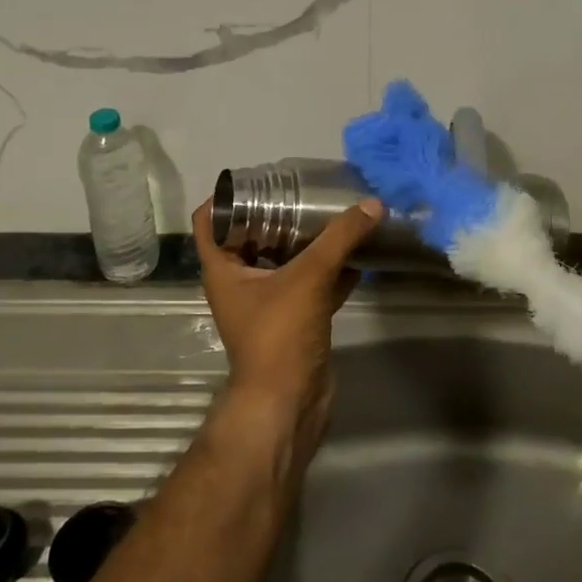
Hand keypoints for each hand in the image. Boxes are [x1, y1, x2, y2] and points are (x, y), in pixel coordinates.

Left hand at [191, 197, 381, 442]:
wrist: (289, 402)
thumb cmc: (279, 334)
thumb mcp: (308, 277)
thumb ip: (340, 238)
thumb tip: (372, 204)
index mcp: (223, 269)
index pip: (208, 221)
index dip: (225, 196)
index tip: (258, 179)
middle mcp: (239, 283)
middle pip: (251, 236)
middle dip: (276, 214)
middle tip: (304, 191)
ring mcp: (267, 304)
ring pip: (284, 261)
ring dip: (305, 241)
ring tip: (332, 214)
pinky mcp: (294, 320)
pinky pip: (310, 285)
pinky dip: (329, 270)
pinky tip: (357, 255)